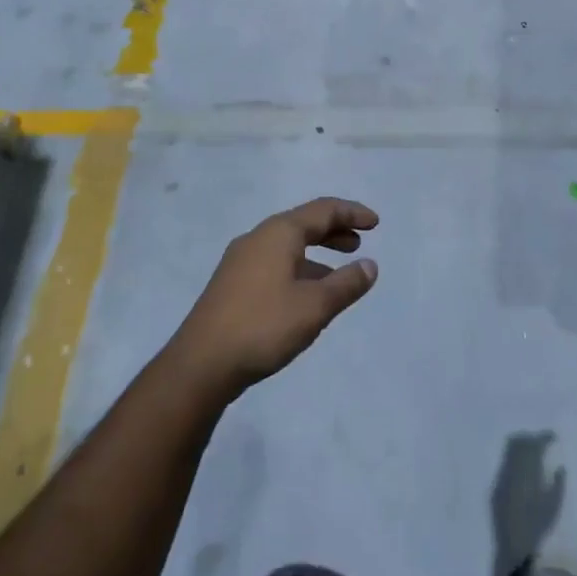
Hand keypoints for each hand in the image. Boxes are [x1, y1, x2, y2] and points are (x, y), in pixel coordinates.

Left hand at [169, 198, 379, 399]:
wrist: (200, 365)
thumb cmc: (263, 326)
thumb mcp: (315, 306)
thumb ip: (346, 284)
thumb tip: (370, 265)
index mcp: (279, 233)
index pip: (323, 210)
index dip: (352, 213)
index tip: (376, 223)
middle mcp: (258, 238)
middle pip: (303, 223)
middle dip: (334, 230)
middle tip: (359, 242)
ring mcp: (240, 261)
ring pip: (288, 246)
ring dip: (317, 252)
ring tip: (339, 273)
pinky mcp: (232, 284)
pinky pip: (275, 263)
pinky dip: (299, 268)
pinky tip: (306, 295)